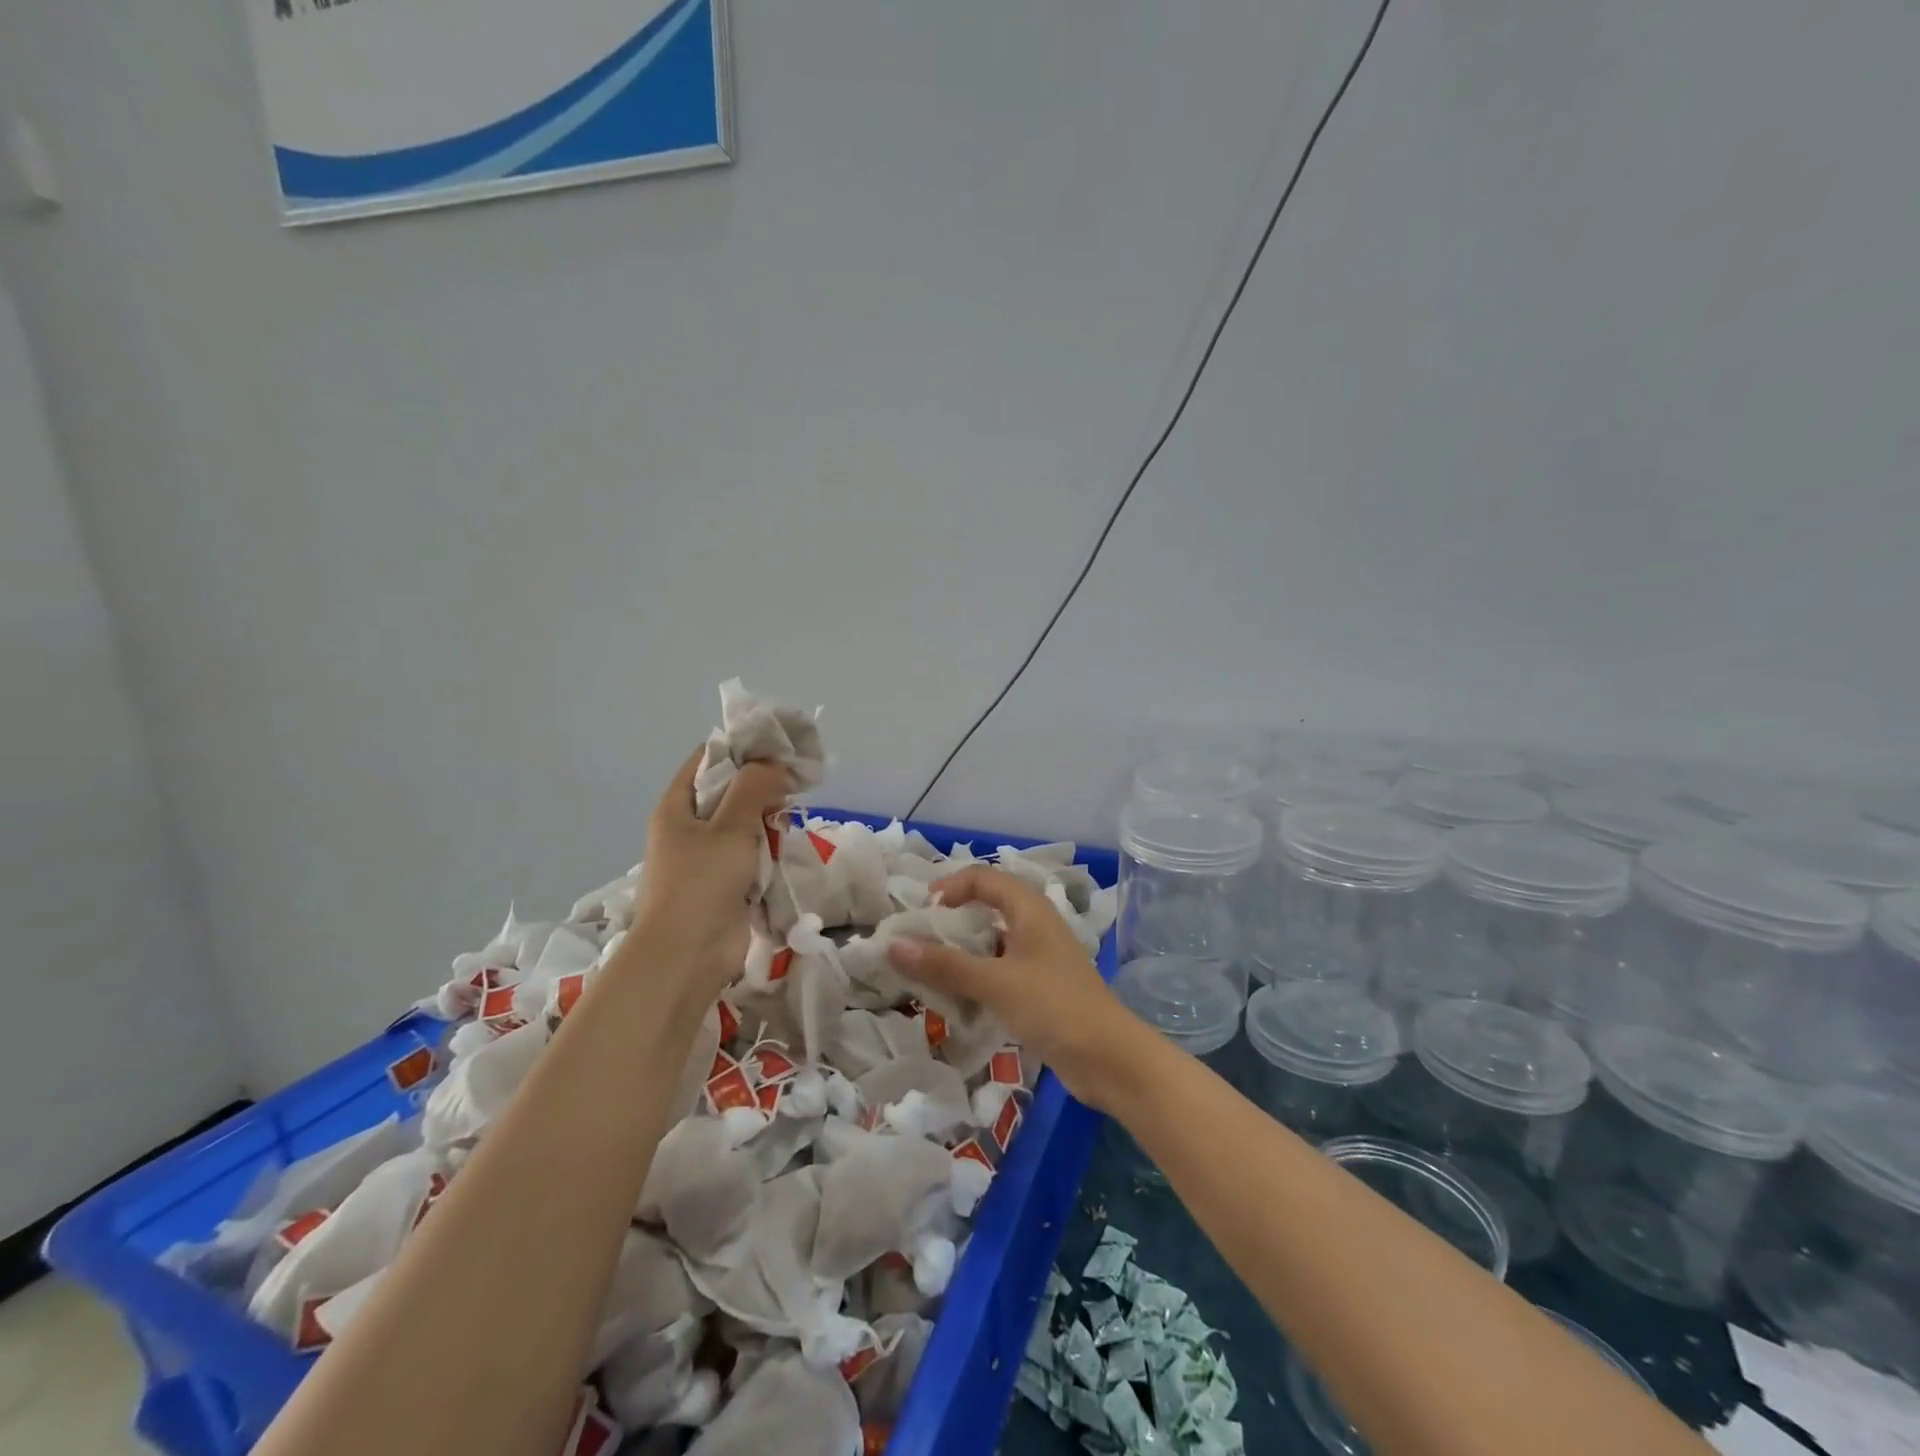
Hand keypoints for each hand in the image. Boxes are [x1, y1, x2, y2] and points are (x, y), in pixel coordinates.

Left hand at [631, 746, 790, 988]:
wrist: (687, 955)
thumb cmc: (701, 882)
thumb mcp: (730, 826)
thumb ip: (753, 788)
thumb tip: (773, 763)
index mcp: (677, 807)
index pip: (707, 760)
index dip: (740, 749)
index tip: (778, 747)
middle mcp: (689, 827)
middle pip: (728, 791)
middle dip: (760, 785)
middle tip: (795, 780)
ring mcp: (706, 857)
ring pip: (743, 823)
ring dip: (767, 818)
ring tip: (793, 811)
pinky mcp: (725, 883)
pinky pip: (750, 853)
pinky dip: (768, 847)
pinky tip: (788, 842)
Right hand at [886, 866, 1146, 1111]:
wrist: (1110, 1059)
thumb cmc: (1053, 1007)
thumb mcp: (994, 983)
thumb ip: (943, 964)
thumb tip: (892, 944)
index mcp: (1029, 908)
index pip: (983, 877)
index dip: (950, 886)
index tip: (920, 912)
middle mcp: (1035, 925)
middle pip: (987, 906)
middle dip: (951, 920)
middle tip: (917, 941)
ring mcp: (1040, 957)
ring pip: (992, 942)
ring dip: (961, 952)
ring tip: (928, 970)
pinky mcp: (1041, 987)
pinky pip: (1000, 970)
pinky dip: (977, 977)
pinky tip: (957, 998)